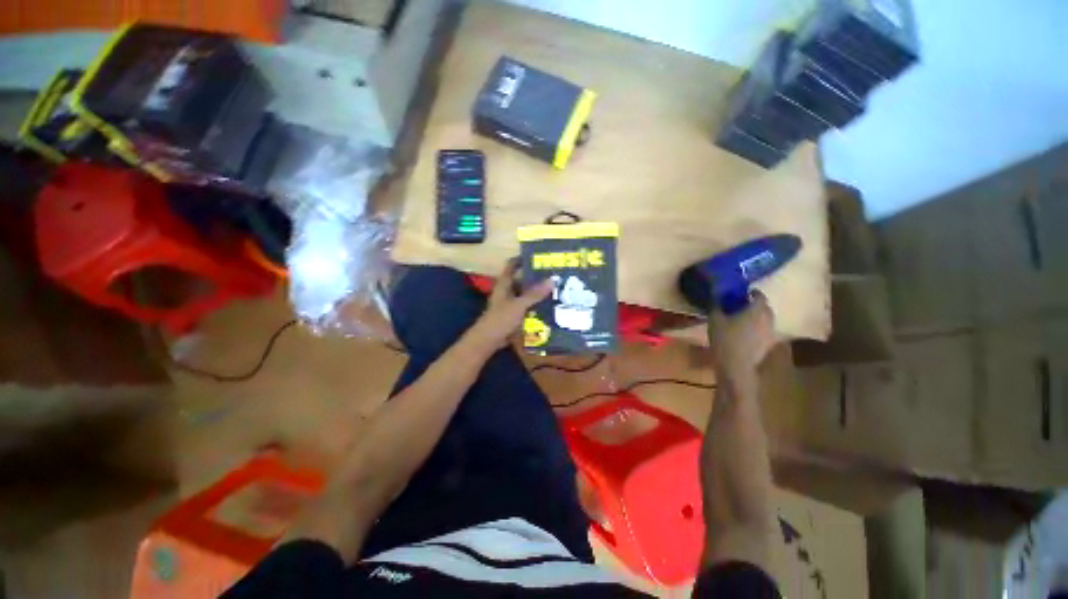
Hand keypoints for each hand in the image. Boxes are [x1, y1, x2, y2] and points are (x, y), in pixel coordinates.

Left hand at [466, 259, 552, 351]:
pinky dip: (535, 306)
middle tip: (554, 276)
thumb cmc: (500, 319)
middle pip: (522, 280)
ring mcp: (510, 304)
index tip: (538, 256)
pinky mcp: (513, 315)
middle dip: (536, 278)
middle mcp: (507, 291)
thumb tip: (552, 279)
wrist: (488, 340)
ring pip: (525, 294)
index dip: (522, 259)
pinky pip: (527, 307)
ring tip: (555, 290)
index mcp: (504, 284)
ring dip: (537, 293)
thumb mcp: (519, 305)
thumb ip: (535, 293)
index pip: (512, 265)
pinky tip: (548, 307)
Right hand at [707, 291, 776, 377]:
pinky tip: (745, 332)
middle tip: (742, 305)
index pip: (760, 296)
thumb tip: (715, 295)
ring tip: (743, 319)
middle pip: (766, 308)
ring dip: (758, 317)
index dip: (754, 293)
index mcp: (756, 311)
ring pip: (766, 320)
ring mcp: (770, 334)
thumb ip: (716, 306)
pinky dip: (757, 328)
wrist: (736, 366)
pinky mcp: (768, 345)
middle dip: (756, 305)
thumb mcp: (715, 320)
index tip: (745, 292)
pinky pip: (764, 331)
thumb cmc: (725, 339)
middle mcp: (767, 320)